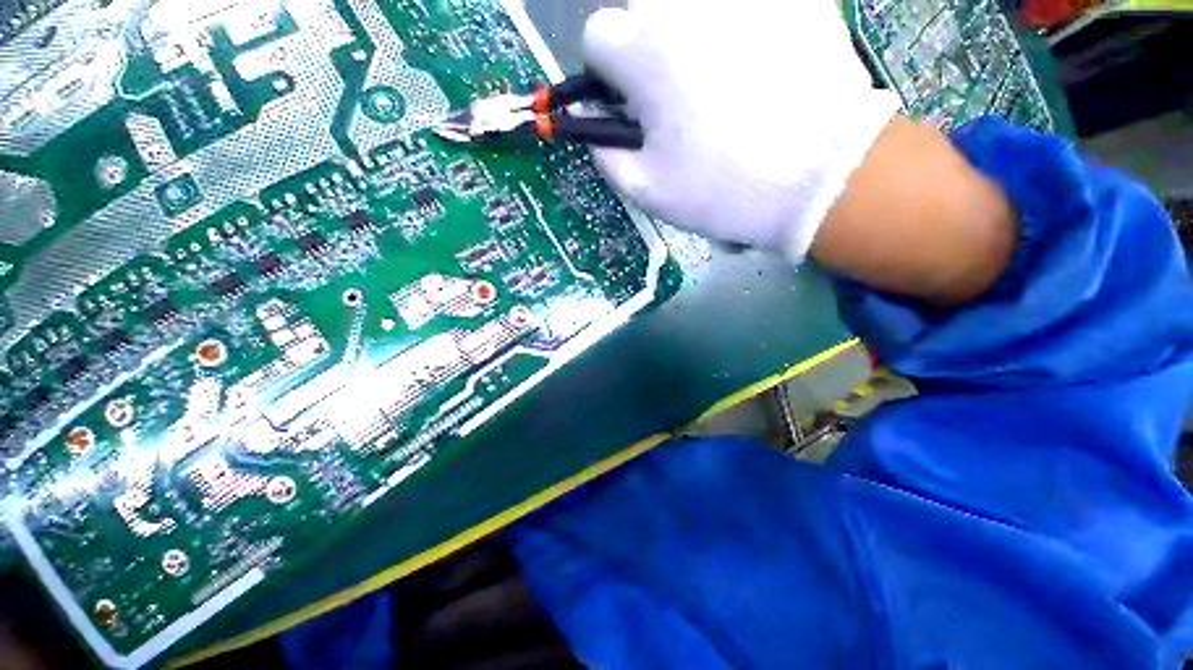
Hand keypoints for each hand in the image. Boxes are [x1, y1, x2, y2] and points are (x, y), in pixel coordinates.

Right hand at [584, 0, 899, 261]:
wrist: (821, 176)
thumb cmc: (722, 189)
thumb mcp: (647, 190)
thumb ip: (605, 153)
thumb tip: (591, 124)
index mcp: (641, 50)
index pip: (596, 37)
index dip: (608, 75)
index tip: (631, 104)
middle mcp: (683, 2)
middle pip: (641, 8)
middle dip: (645, 47)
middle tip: (675, 93)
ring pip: (688, 4)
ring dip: (688, 31)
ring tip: (717, 78)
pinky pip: (744, 4)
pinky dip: (738, 24)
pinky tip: (756, 61)